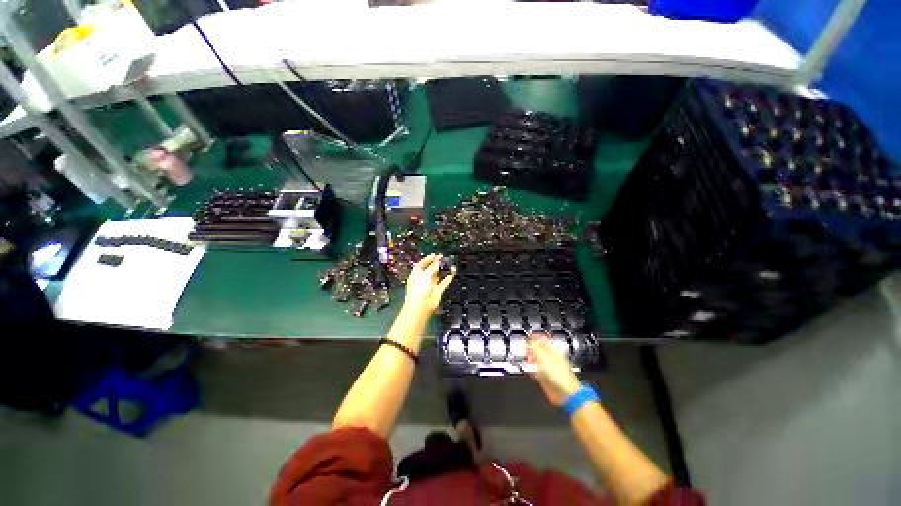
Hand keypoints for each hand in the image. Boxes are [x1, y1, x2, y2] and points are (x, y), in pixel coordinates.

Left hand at [403, 254, 455, 316]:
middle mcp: (423, 279)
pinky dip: (448, 277)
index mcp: (416, 274)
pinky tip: (453, 272)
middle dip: (436, 263)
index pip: (421, 264)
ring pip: (438, 275)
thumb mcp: (424, 275)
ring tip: (450, 263)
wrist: (421, 306)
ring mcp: (430, 285)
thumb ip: (432, 268)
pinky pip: (443, 282)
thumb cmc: (418, 289)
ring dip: (443, 269)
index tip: (434, 255)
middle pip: (430, 269)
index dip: (427, 259)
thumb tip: (437, 262)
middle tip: (443, 257)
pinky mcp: (437, 290)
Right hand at [526, 333, 581, 405]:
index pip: (543, 340)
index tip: (528, 336)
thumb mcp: (544, 356)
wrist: (565, 393)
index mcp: (553, 350)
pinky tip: (526, 368)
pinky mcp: (543, 378)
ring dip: (529, 359)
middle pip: (537, 350)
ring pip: (535, 360)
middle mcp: (550, 358)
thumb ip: (534, 347)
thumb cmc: (561, 375)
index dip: (535, 337)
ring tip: (524, 357)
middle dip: (530, 348)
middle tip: (524, 347)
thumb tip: (527, 340)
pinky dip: (529, 369)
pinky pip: (534, 371)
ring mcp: (547, 368)